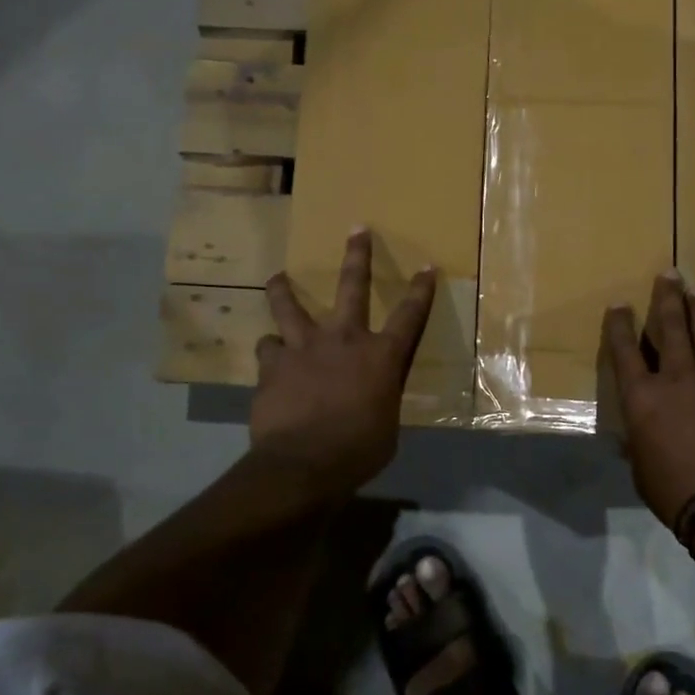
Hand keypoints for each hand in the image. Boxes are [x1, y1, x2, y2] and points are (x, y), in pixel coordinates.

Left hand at [251, 229, 435, 493]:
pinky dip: (271, 349)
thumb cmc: (358, 450)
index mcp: (381, 356)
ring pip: (290, 306)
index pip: (409, 316)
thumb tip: (372, 397)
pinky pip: (267, 348)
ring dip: (284, 290)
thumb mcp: (386, 425)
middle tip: (357, 230)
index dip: (420, 290)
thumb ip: (381, 399)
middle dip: (357, 256)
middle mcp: (344, 340)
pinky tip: (270, 356)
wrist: (303, 464)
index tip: (426, 266)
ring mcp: (304, 348)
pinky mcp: (273, 365)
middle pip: (352, 287)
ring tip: (278, 278)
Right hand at [600, 273, 694, 529]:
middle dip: (667, 298)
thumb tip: (637, 437)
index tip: (619, 304)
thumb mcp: (642, 468)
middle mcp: (677, 379)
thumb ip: (639, 442)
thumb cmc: (675, 492)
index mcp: (643, 398)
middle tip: (669, 274)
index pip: (625, 351)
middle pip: (670, 328)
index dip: (620, 325)